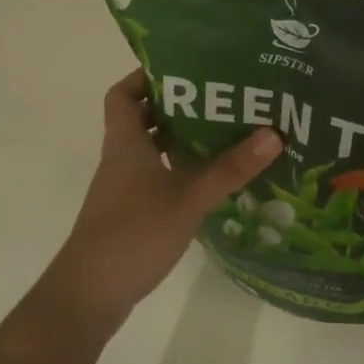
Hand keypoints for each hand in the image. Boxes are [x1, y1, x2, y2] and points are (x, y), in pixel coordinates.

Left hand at [42, 71, 282, 330]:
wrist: (90, 294)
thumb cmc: (133, 234)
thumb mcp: (188, 198)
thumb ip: (229, 168)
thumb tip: (273, 133)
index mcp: (126, 143)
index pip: (123, 93)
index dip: (146, 76)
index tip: (184, 69)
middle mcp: (122, 158)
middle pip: (143, 118)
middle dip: (178, 105)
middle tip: (220, 97)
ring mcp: (125, 188)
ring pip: (153, 149)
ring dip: (182, 138)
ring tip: (225, 131)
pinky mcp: (132, 212)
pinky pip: (158, 177)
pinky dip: (181, 170)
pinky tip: (211, 178)